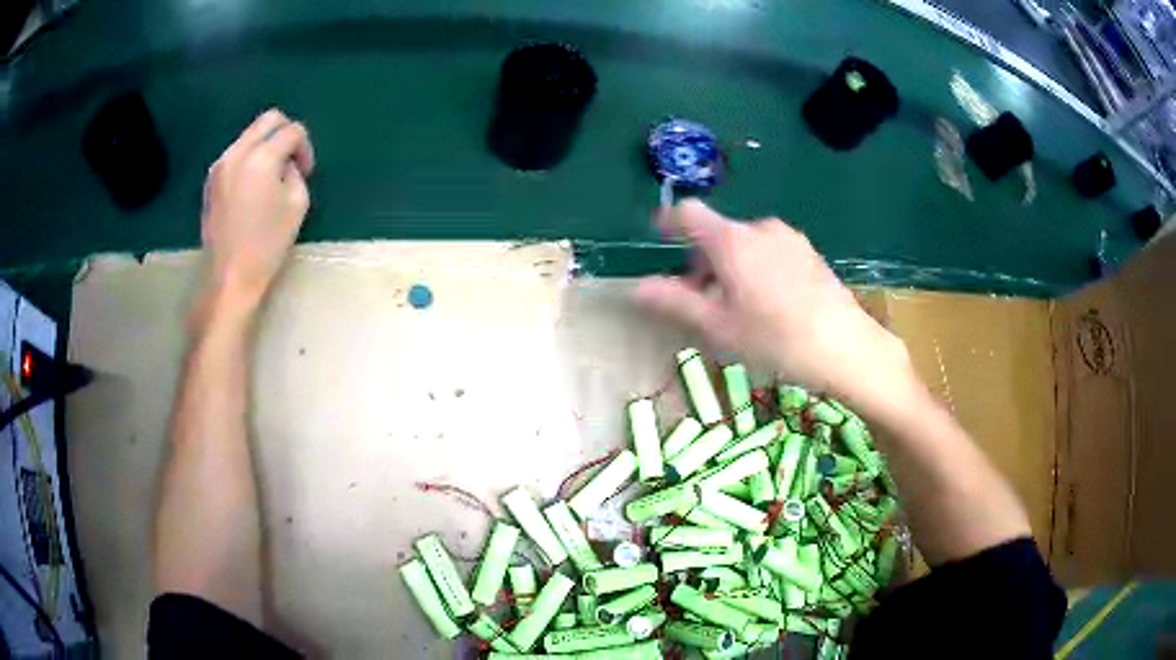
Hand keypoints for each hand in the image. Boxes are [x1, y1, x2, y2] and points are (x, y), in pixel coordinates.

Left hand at [199, 109, 314, 316]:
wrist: (229, 275)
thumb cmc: (267, 244)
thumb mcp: (297, 205)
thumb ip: (295, 173)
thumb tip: (286, 164)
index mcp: (262, 158)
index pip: (292, 131)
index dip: (305, 147)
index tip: (306, 171)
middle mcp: (238, 152)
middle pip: (268, 120)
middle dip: (285, 132)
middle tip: (292, 159)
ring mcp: (221, 164)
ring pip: (250, 135)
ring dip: (266, 145)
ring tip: (271, 176)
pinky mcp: (211, 179)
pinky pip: (236, 153)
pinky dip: (250, 158)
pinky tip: (253, 186)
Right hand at [635, 200, 912, 410]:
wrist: (847, 346)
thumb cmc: (776, 339)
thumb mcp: (719, 327)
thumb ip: (675, 302)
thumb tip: (637, 287)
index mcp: (732, 241)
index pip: (689, 213)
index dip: (669, 222)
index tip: (660, 239)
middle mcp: (760, 228)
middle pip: (718, 233)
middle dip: (703, 261)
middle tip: (705, 302)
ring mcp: (789, 238)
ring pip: (746, 243)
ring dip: (732, 266)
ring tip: (741, 308)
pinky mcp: (809, 251)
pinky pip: (771, 250)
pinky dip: (758, 267)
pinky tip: (772, 304)